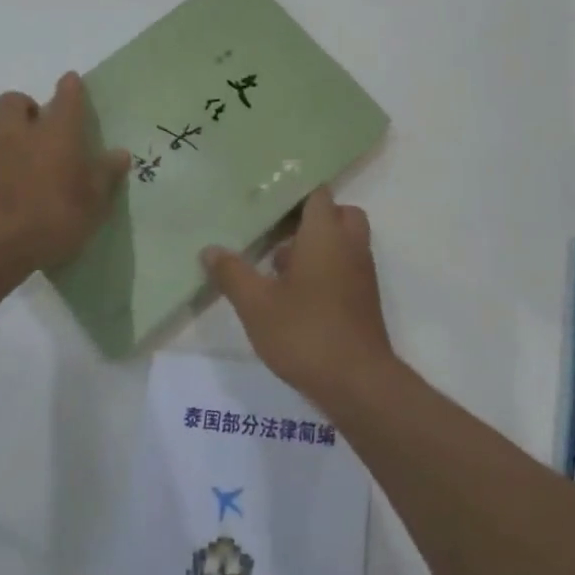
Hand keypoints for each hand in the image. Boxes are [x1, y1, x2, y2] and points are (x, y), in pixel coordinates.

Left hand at [0, 73, 129, 285]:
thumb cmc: (51, 221)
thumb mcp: (93, 205)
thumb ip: (105, 176)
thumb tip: (120, 153)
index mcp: (57, 134)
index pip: (66, 98)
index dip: (70, 87)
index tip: (71, 81)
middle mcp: (18, 133)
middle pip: (13, 100)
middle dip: (23, 106)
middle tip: (32, 126)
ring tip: (0, 145)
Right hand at [201, 188, 395, 405]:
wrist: (357, 382)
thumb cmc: (305, 332)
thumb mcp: (256, 304)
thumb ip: (233, 273)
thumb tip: (210, 249)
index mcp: (326, 233)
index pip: (318, 193)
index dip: (296, 191)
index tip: (268, 198)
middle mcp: (350, 245)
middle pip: (338, 214)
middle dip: (311, 219)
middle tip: (278, 233)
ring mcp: (362, 272)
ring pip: (343, 242)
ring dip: (316, 247)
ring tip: (277, 268)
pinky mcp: (364, 298)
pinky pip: (346, 267)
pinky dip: (326, 269)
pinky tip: (295, 296)